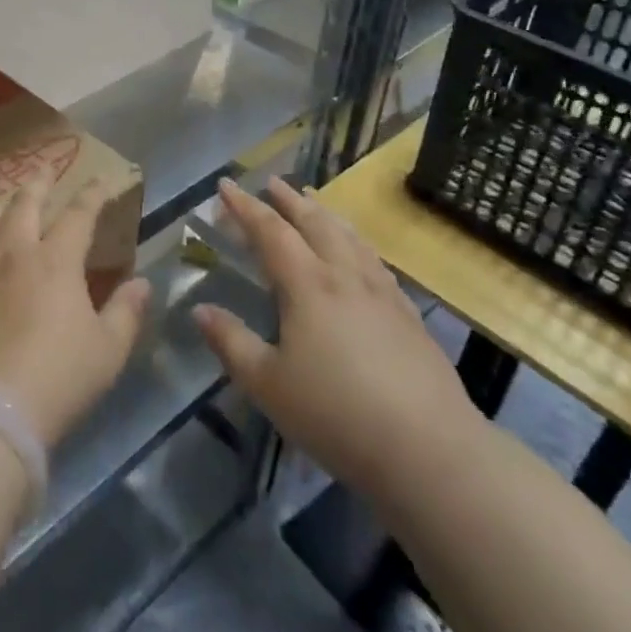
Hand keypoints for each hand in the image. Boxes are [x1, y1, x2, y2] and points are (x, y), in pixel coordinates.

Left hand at [0, 177, 150, 448]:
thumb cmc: (58, 378)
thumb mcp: (108, 350)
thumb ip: (126, 311)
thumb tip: (142, 282)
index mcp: (56, 259)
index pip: (79, 213)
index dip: (93, 194)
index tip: (102, 180)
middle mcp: (14, 251)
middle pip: (25, 203)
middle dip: (39, 183)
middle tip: (44, 170)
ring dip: (0, 206)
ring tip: (6, 202)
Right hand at [193, 177, 487, 505]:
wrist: (429, 450)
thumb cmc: (336, 414)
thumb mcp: (268, 384)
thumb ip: (232, 342)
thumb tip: (201, 310)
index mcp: (307, 285)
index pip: (270, 231)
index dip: (245, 206)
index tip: (225, 184)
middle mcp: (345, 275)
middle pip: (314, 223)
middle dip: (288, 199)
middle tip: (270, 181)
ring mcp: (382, 293)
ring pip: (349, 237)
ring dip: (325, 213)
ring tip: (312, 200)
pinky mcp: (408, 315)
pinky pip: (375, 260)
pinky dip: (356, 242)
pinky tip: (359, 253)